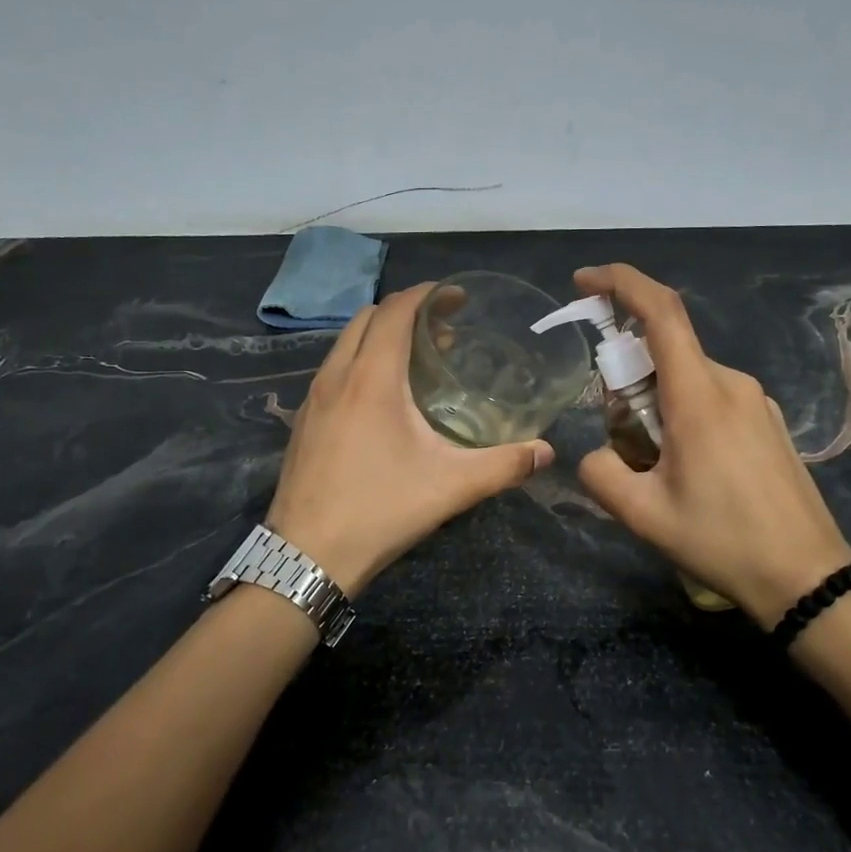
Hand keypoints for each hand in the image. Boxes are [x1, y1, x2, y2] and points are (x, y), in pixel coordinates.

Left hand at [265, 283, 554, 595]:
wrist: (305, 556)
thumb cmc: (380, 510)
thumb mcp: (451, 487)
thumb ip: (504, 466)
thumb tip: (547, 453)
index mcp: (371, 378)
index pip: (395, 310)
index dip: (428, 295)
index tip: (458, 298)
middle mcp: (336, 375)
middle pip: (368, 317)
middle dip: (405, 311)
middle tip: (443, 331)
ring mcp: (313, 397)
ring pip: (346, 342)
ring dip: (381, 335)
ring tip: (417, 360)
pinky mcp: (303, 420)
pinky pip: (334, 368)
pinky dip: (361, 360)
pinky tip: (382, 398)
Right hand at [574, 264, 850, 626]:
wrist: (808, 578)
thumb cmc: (723, 542)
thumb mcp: (643, 515)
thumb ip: (601, 473)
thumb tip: (596, 454)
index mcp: (698, 396)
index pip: (660, 312)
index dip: (620, 283)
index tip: (585, 281)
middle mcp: (730, 384)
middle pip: (665, 352)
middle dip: (627, 377)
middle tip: (619, 436)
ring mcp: (755, 401)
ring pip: (687, 378)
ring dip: (655, 402)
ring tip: (656, 467)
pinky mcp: (767, 421)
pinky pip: (712, 398)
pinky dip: (683, 414)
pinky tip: (689, 470)